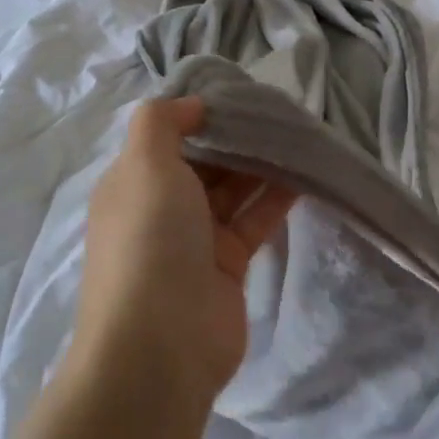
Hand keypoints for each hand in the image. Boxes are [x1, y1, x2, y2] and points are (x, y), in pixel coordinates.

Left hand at [72, 97, 296, 411]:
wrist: (161, 345)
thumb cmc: (149, 240)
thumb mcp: (144, 165)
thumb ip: (162, 121)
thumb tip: (193, 105)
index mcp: (133, 182)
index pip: (170, 136)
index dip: (204, 114)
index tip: (244, 93)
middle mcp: (161, 207)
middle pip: (206, 161)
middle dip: (239, 137)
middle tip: (282, 111)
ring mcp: (196, 239)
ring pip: (234, 189)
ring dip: (263, 163)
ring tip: (300, 133)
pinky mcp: (229, 264)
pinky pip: (255, 219)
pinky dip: (277, 196)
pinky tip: (305, 172)